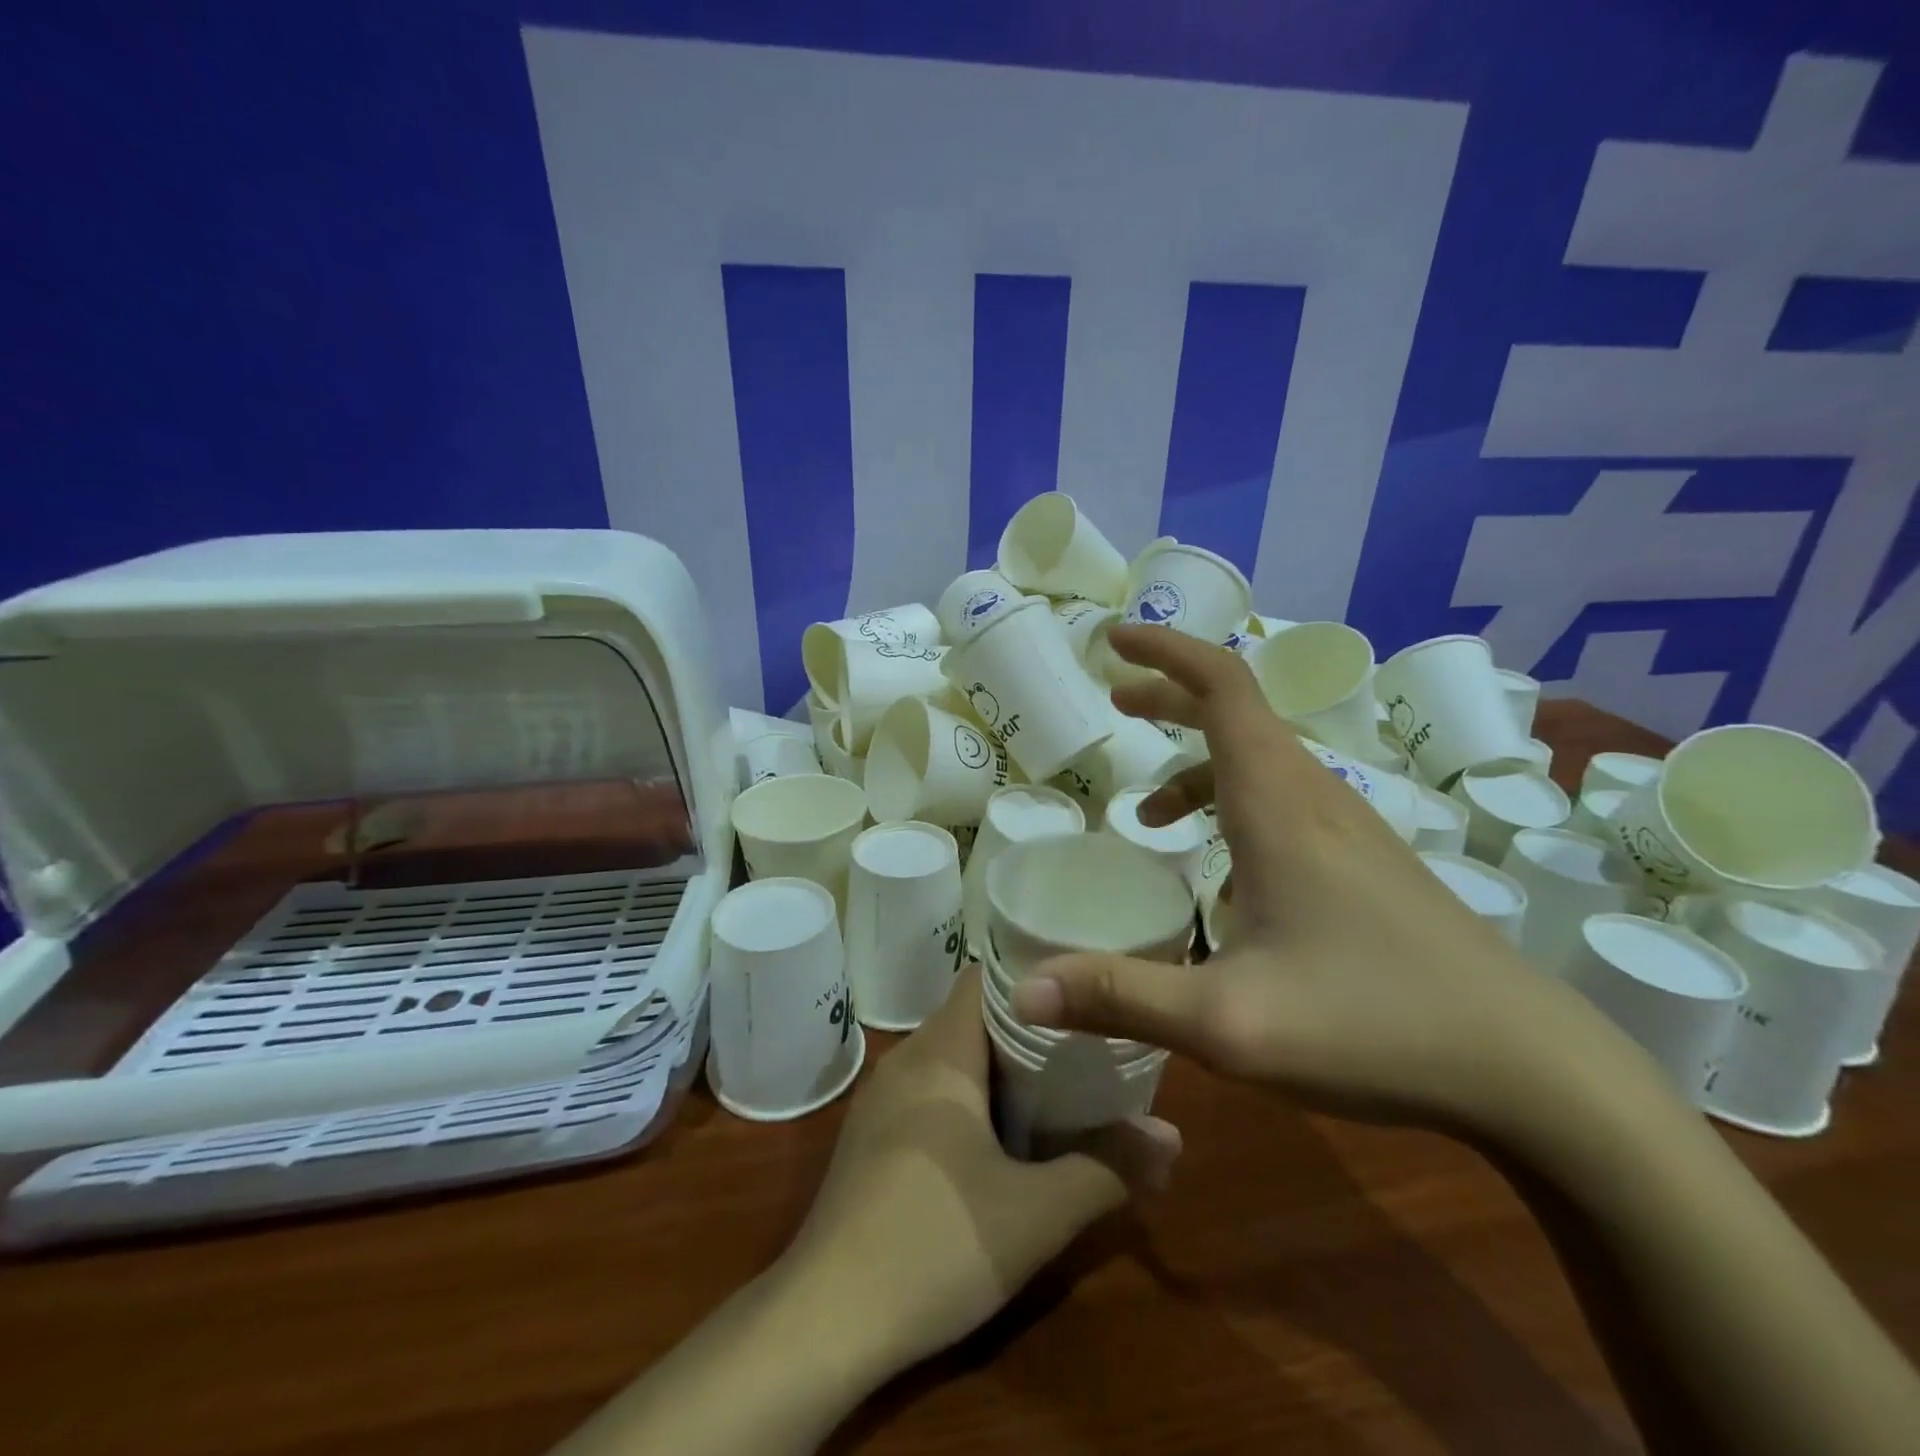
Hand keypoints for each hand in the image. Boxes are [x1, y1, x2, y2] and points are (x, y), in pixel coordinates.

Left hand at [777, 967, 1179, 1378]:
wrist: (823, 1320)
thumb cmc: (936, 1244)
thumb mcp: (1038, 1212)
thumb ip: (1109, 1167)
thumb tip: (1172, 1139)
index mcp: (940, 1052)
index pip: (985, 978)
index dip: (1033, 979)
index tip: (1082, 997)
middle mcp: (905, 1060)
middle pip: (972, 1018)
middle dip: (1029, 1032)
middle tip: (1084, 1052)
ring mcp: (880, 1099)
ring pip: (951, 1058)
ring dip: (999, 1071)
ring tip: (1055, 1093)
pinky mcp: (870, 1138)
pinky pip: (928, 1092)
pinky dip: (967, 1099)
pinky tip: (997, 1143)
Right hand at [1011, 624, 1607, 1134]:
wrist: (1535, 1072)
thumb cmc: (1375, 1028)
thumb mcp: (1228, 1022)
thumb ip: (1120, 998)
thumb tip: (1024, 992)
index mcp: (1278, 805)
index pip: (1222, 687)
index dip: (1166, 651)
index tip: (1114, 638)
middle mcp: (1316, 799)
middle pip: (1237, 714)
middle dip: (1170, 698)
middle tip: (1116, 704)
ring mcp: (1352, 831)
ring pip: (1262, 763)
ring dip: (1198, 765)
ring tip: (1150, 816)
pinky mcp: (1371, 866)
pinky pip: (1286, 804)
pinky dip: (1233, 807)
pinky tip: (1226, 878)